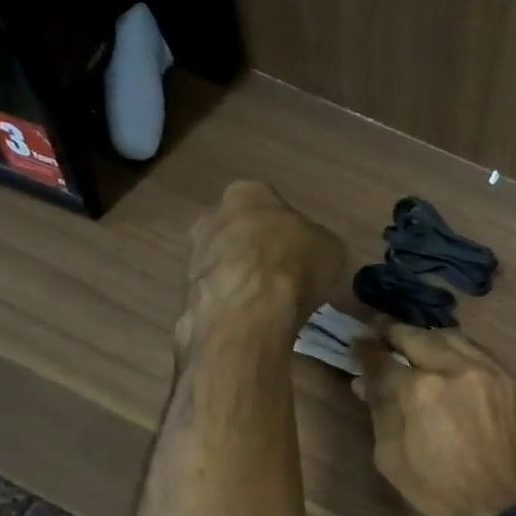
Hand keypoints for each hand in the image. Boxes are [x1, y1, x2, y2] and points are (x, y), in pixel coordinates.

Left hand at [181, 181, 344, 337]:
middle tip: (284, 279)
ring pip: (224, 264)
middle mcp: (212, 216)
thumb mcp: (331, 250)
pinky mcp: (185, 293)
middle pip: (240, 233)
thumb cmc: (294, 265)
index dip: (288, 231)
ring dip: (242, 281)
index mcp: (248, 193)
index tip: (301, 254)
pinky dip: (232, 306)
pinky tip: (251, 322)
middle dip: (259, 253)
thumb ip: (317, 246)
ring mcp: (193, 255)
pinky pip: (216, 295)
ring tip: (269, 307)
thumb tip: (313, 258)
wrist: (248, 312)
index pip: (269, 204)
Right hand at [352, 322, 515, 515]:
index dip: (366, 350)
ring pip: (454, 339)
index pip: (384, 360)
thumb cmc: (439, 491)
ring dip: (430, 338)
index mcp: (420, 391)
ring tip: (416, 342)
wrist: (504, 509)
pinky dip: (460, 353)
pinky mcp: (513, 383)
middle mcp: (456, 369)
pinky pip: (481, 356)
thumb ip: (380, 411)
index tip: (358, 343)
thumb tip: (364, 381)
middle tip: (381, 329)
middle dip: (395, 332)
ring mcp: (490, 372)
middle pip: (419, 338)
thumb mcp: (392, 457)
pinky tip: (452, 360)